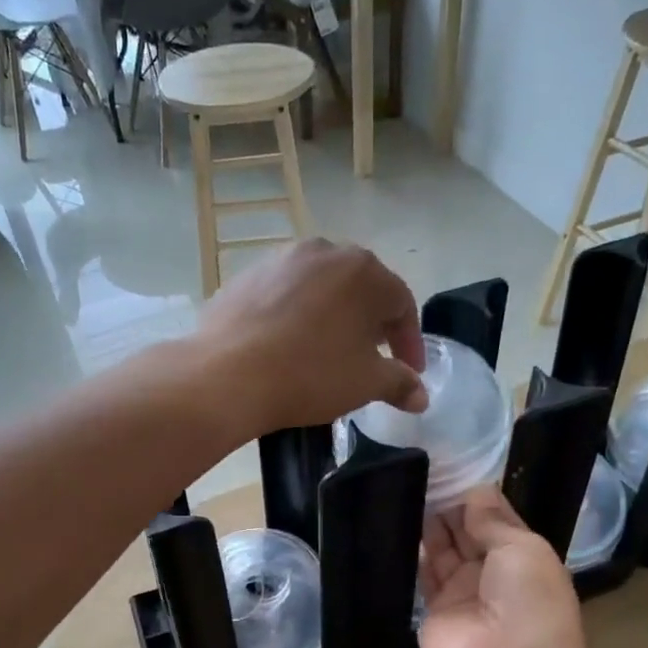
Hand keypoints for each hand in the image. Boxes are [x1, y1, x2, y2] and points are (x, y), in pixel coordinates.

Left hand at [195, 239, 425, 434]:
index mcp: (364, 271)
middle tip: (372, 356)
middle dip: (372, 324)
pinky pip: (285, 294)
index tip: (409, 372)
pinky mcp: (246, 276)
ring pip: (321, 288)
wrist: (227, 374)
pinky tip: (288, 344)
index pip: (401, 304)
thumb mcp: (365, 383)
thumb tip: (421, 395)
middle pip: (361, 289)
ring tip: (330, 349)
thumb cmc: (310, 374)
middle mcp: (325, 251)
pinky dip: (296, 316)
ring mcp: (281, 259)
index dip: (409, 342)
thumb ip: (400, 383)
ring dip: (333, 316)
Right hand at [418, 489, 588, 647]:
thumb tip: (476, 491)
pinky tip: (403, 523)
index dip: (481, 498)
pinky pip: (424, 575)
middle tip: (427, 475)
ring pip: (445, 551)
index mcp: (525, 558)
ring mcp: (464, 592)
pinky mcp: (434, 610)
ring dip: (433, 526)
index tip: (456, 468)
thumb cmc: (528, 600)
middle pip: (470, 534)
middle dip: (453, 508)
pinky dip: (416, 552)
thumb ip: (493, 521)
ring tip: (412, 491)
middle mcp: (495, 573)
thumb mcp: (522, 548)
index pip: (500, 520)